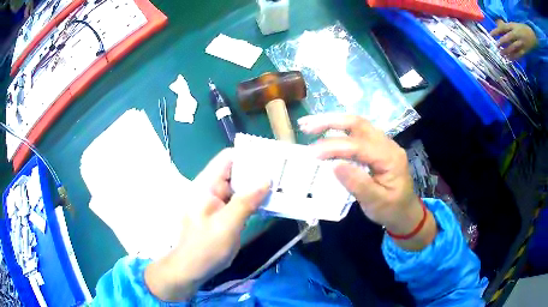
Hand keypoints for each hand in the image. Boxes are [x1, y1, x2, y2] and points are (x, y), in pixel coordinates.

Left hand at [145, 149, 269, 301]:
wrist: (193, 268)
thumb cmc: (206, 247)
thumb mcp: (227, 224)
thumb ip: (246, 201)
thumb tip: (266, 180)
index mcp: (206, 185)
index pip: (227, 158)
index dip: (248, 155)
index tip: (271, 157)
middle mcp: (212, 188)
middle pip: (236, 171)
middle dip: (257, 171)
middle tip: (282, 171)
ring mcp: (218, 201)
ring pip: (240, 186)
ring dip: (258, 186)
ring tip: (281, 183)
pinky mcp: (224, 212)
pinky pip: (240, 200)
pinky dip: (254, 199)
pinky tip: (270, 201)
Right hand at [299, 114, 435, 249]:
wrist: (406, 212)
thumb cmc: (392, 210)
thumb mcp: (376, 203)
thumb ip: (358, 184)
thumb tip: (335, 165)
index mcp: (390, 158)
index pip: (359, 145)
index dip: (334, 146)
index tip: (312, 153)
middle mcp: (388, 144)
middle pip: (358, 124)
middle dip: (330, 121)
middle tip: (306, 126)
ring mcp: (383, 143)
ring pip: (357, 124)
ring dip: (333, 122)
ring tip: (310, 125)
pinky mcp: (377, 147)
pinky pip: (357, 132)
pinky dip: (339, 129)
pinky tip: (325, 132)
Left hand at [490, 21, 537, 59]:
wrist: (528, 35)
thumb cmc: (520, 29)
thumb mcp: (513, 24)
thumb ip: (507, 26)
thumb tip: (498, 25)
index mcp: (512, 26)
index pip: (503, 28)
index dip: (496, 31)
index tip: (490, 34)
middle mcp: (515, 34)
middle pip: (507, 38)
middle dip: (501, 42)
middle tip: (496, 46)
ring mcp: (521, 43)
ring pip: (513, 48)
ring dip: (507, 52)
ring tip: (502, 54)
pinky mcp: (525, 51)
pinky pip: (519, 55)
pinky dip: (514, 58)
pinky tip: (510, 60)